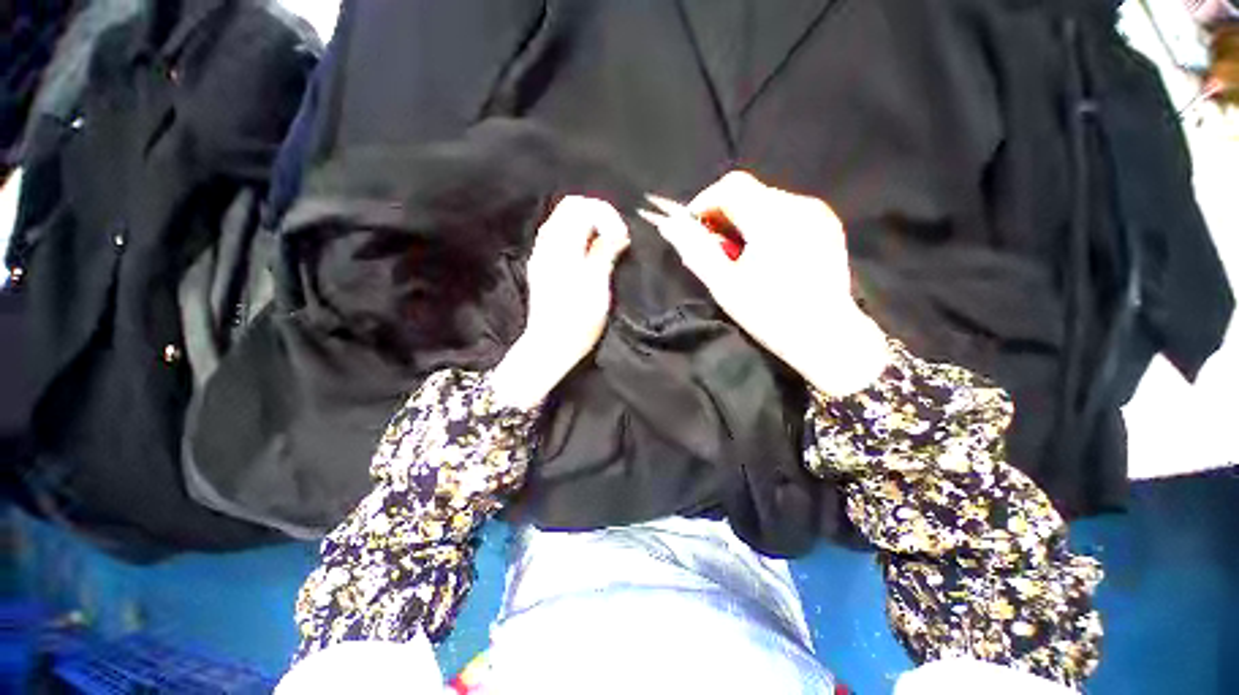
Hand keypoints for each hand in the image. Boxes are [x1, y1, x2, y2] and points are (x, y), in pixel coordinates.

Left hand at [490, 196, 630, 408]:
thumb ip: (605, 254)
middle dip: (597, 214)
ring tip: (606, 243)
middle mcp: (547, 246)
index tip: (622, 236)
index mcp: (561, 249)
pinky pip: (557, 235)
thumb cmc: (577, 321)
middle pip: (569, 208)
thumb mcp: (597, 287)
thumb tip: (618, 233)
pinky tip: (589, 252)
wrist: (550, 345)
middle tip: (616, 235)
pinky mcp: (541, 266)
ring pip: (562, 220)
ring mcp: (541, 255)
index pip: (581, 208)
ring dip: (587, 223)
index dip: (606, 214)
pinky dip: (576, 234)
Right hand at [640, 171, 888, 395]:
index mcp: (772, 219)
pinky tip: (766, 253)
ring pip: (766, 199)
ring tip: (741, 254)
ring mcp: (817, 213)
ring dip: (743, 219)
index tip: (694, 230)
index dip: (704, 202)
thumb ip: (695, 250)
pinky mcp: (827, 223)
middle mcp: (798, 206)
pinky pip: (786, 210)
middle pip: (748, 191)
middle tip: (715, 248)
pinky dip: (766, 223)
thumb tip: (669, 225)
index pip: (730, 186)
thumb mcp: (724, 285)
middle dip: (723, 213)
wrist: (826, 335)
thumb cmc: (769, 314)